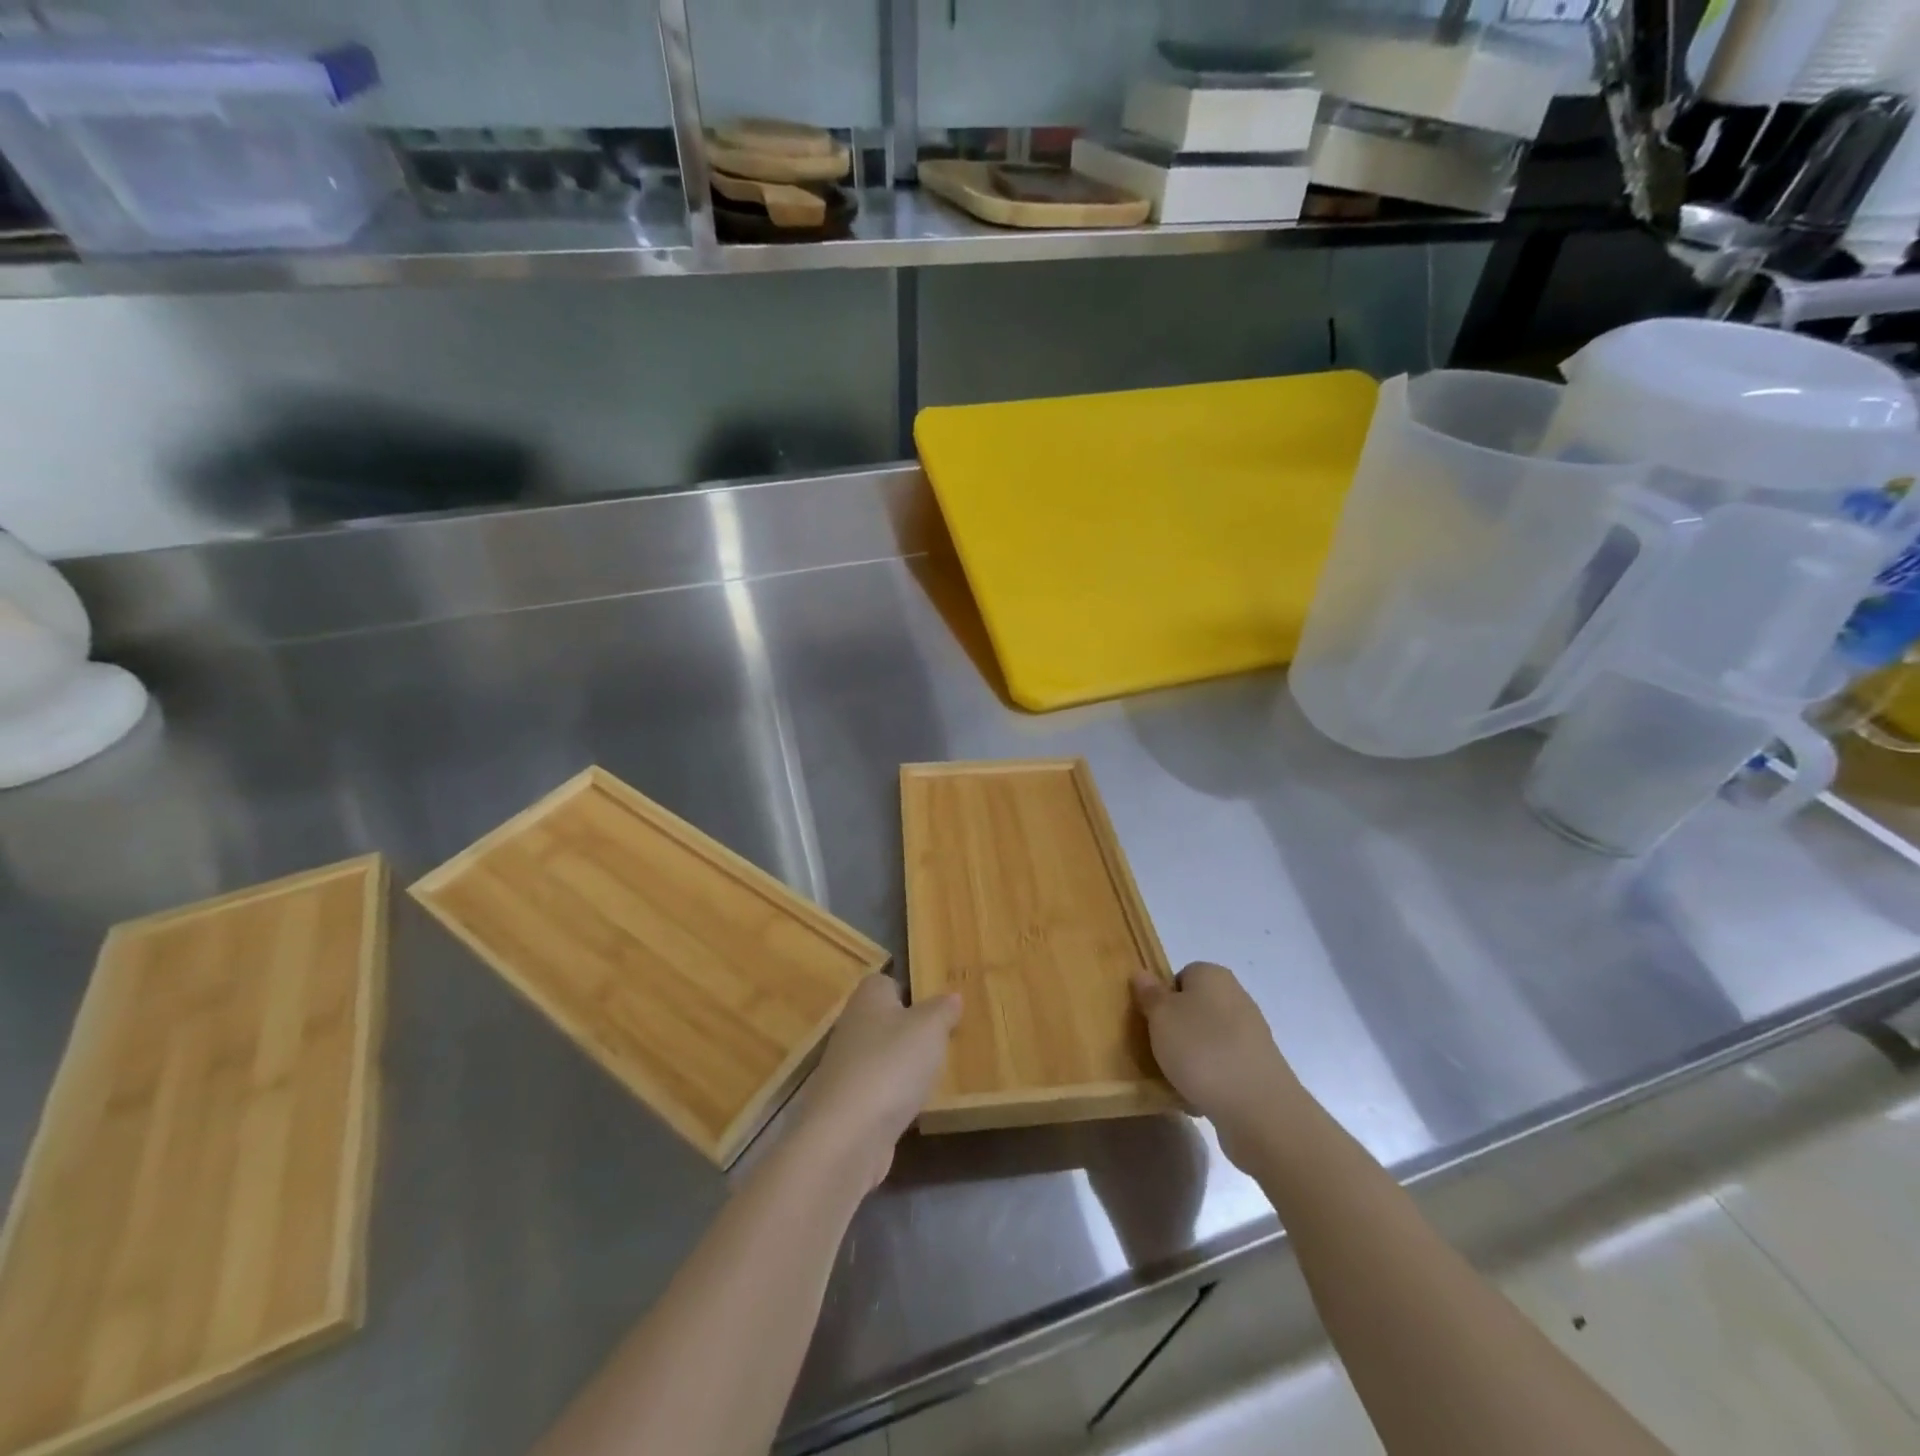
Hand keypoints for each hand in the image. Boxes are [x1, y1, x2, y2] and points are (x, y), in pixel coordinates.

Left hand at [792, 974, 959, 1190]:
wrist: (847, 1136)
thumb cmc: (891, 1065)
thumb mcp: (930, 1027)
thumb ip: (943, 1009)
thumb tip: (951, 996)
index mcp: (868, 997)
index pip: (889, 981)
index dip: (914, 990)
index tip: (941, 1006)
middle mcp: (852, 1026)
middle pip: (887, 1020)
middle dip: (914, 1031)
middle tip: (947, 1039)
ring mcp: (847, 1067)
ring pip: (884, 1057)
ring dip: (906, 1066)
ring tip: (939, 1074)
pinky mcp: (848, 1105)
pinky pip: (880, 1090)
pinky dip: (896, 1097)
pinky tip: (916, 1107)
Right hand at [1133, 962, 1307, 1170]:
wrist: (1257, 1107)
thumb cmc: (1201, 1049)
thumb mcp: (1161, 1016)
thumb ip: (1150, 994)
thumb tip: (1142, 973)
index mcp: (1213, 975)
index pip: (1181, 976)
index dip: (1163, 997)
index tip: (1151, 1021)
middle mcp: (1236, 997)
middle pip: (1195, 1008)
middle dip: (1176, 1029)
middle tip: (1158, 1050)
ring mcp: (1251, 1034)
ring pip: (1208, 1039)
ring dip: (1191, 1056)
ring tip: (1175, 1078)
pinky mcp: (1258, 1067)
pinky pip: (1223, 1066)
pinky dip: (1209, 1078)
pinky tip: (1198, 1097)